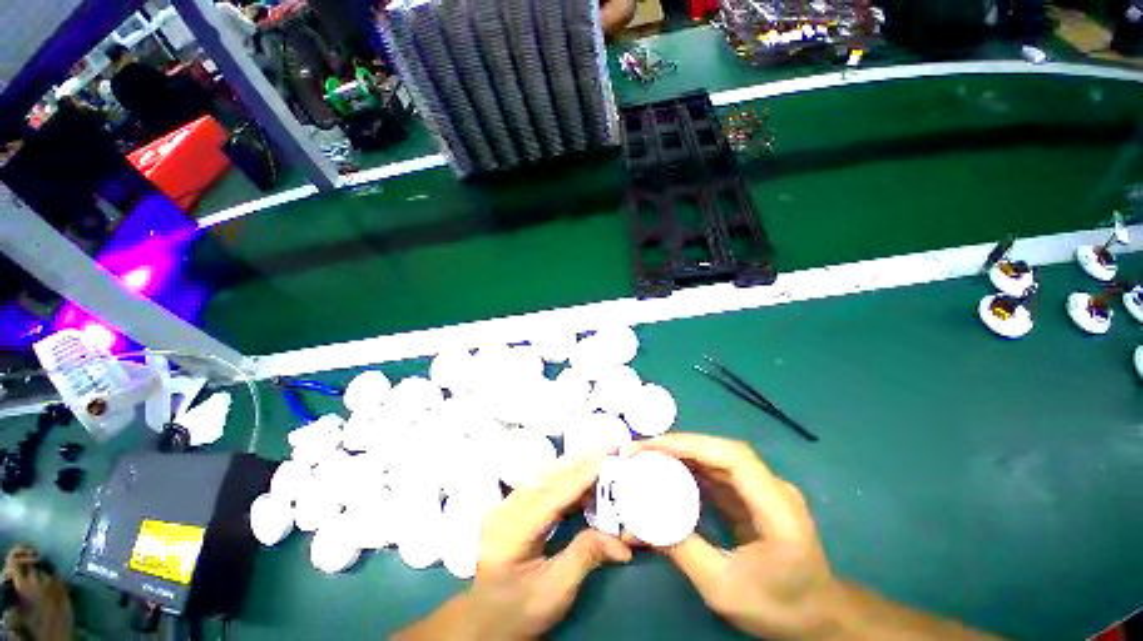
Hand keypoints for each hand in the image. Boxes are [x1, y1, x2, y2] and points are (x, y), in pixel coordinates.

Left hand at [395, 455, 631, 640]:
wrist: (485, 619)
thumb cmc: (519, 610)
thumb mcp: (555, 590)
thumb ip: (586, 556)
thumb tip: (623, 543)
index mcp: (514, 528)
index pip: (555, 493)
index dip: (583, 474)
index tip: (607, 457)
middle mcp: (508, 507)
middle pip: (550, 477)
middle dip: (582, 463)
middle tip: (609, 451)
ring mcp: (507, 504)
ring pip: (546, 476)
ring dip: (575, 469)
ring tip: (601, 464)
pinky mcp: (512, 506)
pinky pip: (543, 485)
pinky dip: (565, 482)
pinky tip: (583, 484)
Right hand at [633, 434, 841, 639]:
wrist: (819, 618)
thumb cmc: (780, 607)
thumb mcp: (725, 589)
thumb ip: (683, 551)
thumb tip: (640, 524)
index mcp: (777, 508)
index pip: (732, 457)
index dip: (690, 444)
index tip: (652, 446)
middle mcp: (772, 488)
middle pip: (721, 451)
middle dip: (678, 446)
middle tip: (641, 450)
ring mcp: (763, 489)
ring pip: (717, 458)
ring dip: (681, 454)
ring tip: (648, 458)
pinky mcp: (753, 496)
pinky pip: (717, 473)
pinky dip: (690, 469)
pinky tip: (668, 473)